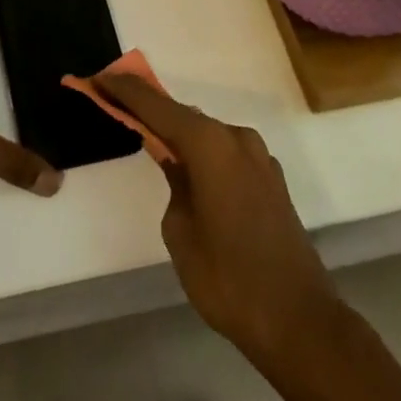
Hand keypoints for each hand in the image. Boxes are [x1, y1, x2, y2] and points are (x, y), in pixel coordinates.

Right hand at [95, 73, 338, 371]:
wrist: (301, 322)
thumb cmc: (228, 279)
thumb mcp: (180, 231)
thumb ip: (173, 183)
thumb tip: (177, 164)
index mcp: (210, 144)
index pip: (157, 105)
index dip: (126, 90)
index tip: (100, 77)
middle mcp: (236, 138)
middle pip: (184, 115)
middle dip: (150, 110)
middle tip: (118, 105)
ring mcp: (259, 158)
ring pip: (208, 134)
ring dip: (179, 133)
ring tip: (150, 138)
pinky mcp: (271, 180)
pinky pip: (227, 154)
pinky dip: (204, 153)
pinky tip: (191, 170)